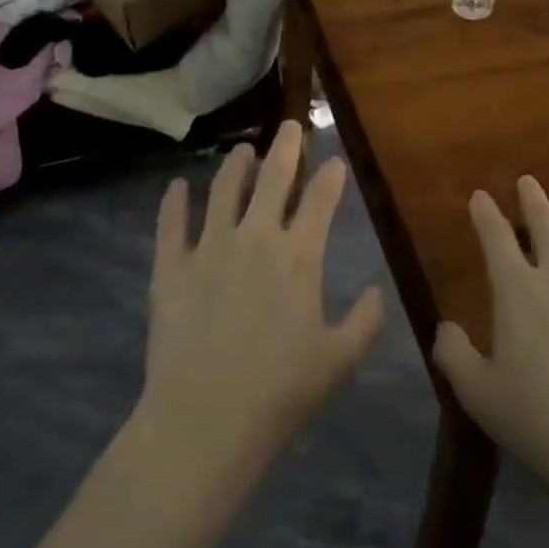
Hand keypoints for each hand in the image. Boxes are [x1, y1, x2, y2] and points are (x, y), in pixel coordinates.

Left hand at [138, 122, 384, 471]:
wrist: (205, 421)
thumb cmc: (280, 392)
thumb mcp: (338, 360)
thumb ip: (364, 321)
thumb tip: (377, 291)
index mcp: (299, 256)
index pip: (320, 200)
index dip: (330, 177)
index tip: (334, 162)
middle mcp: (256, 237)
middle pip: (273, 178)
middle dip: (286, 147)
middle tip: (290, 125)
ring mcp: (210, 247)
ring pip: (224, 189)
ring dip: (235, 165)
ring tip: (241, 150)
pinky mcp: (171, 267)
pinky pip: (171, 224)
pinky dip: (174, 202)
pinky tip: (177, 186)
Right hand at [432, 176, 548, 503]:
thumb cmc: (540, 423)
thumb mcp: (479, 395)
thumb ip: (454, 355)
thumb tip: (445, 328)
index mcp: (518, 291)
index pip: (496, 238)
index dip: (486, 213)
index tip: (480, 196)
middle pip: (547, 226)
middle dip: (534, 200)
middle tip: (528, 181)